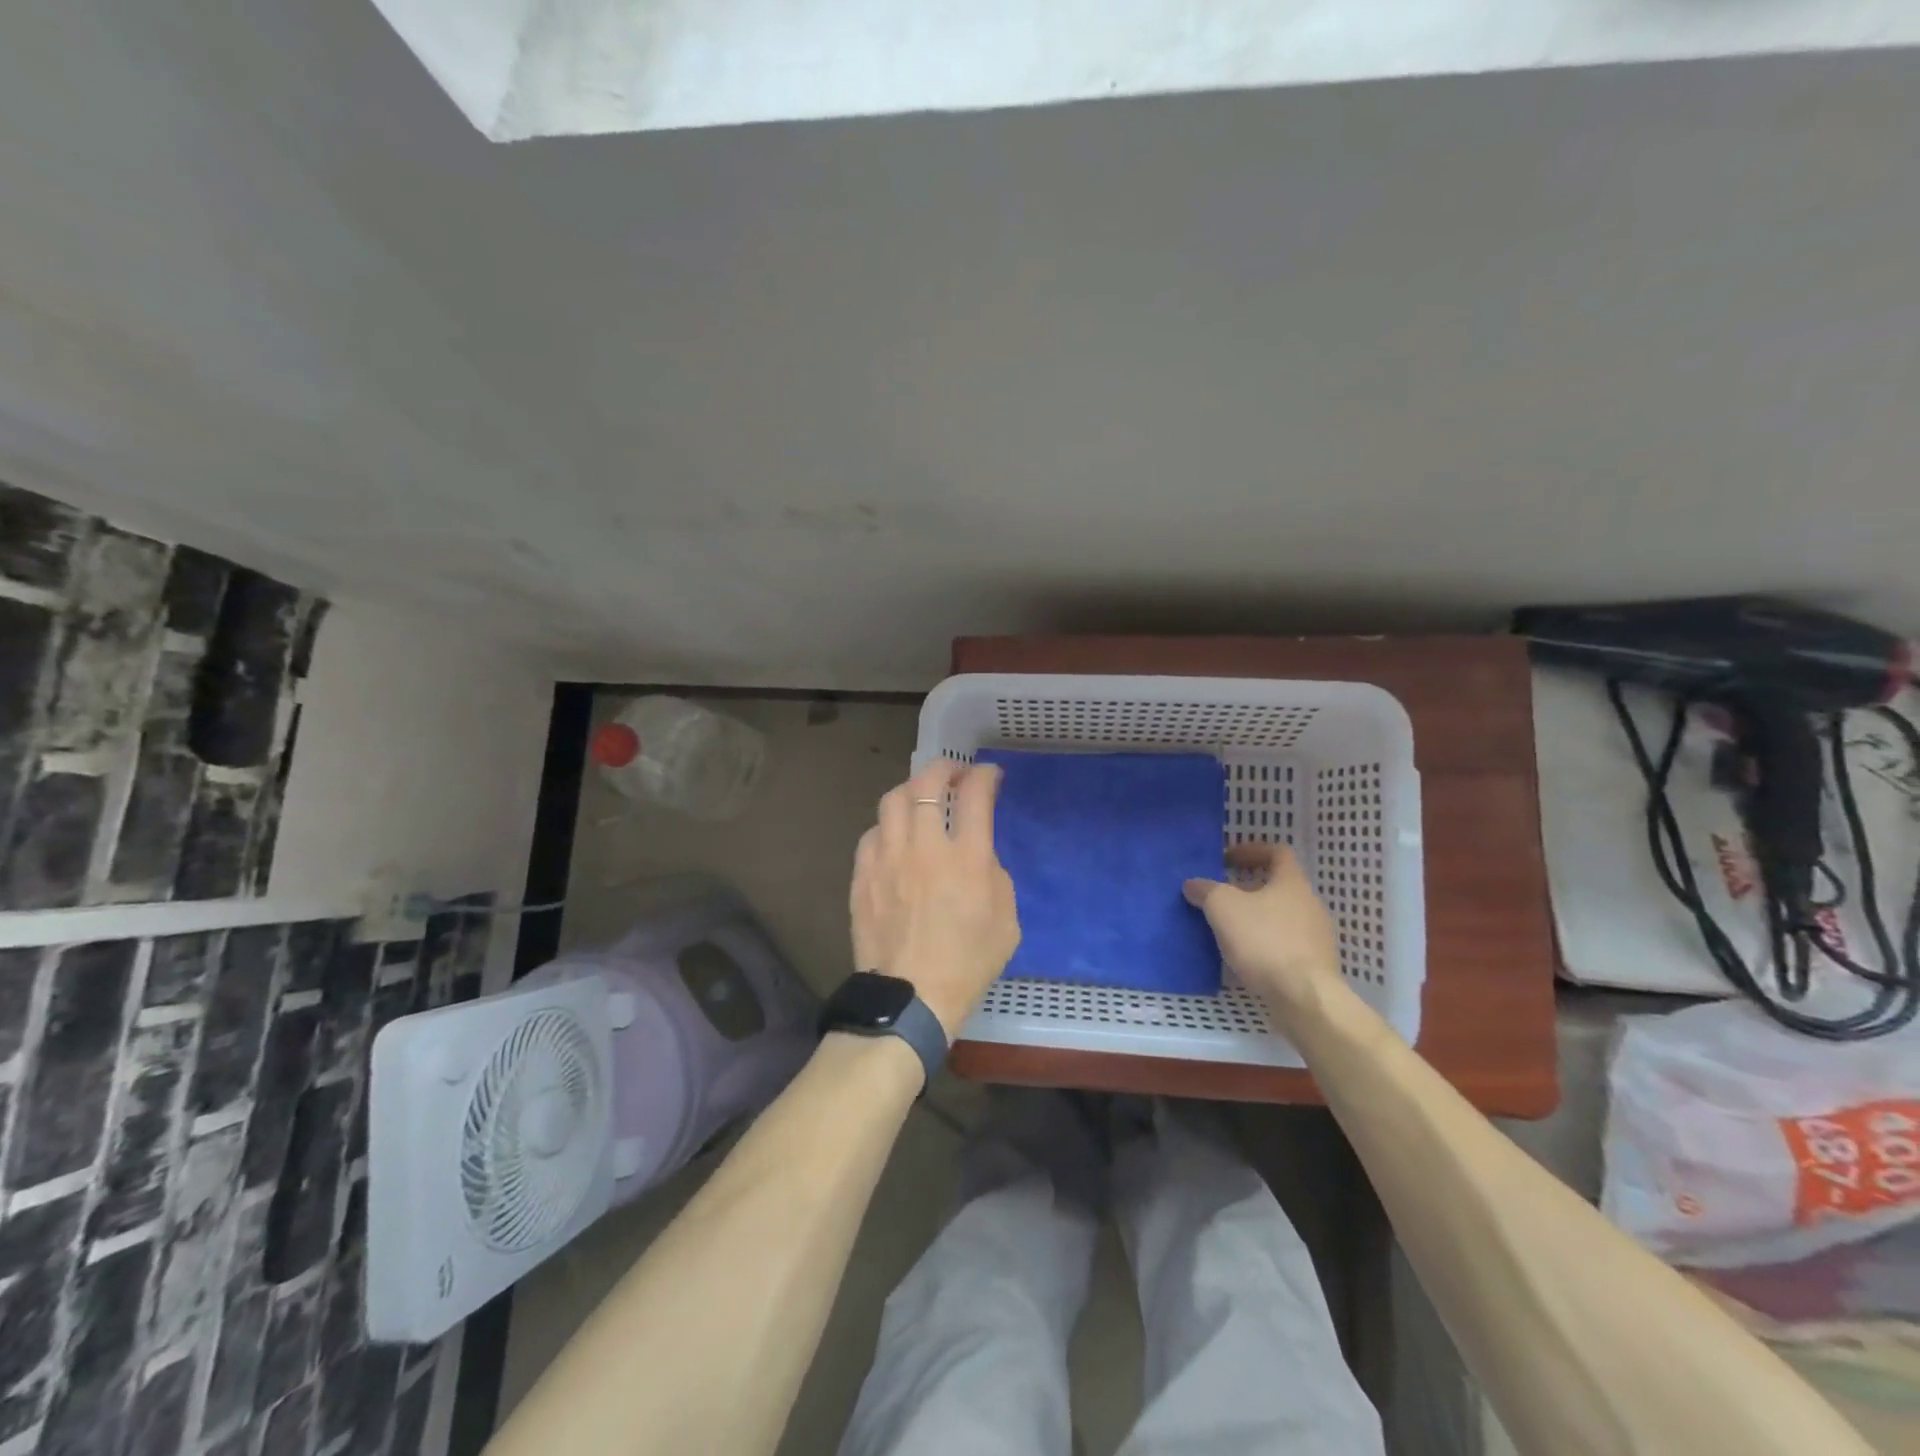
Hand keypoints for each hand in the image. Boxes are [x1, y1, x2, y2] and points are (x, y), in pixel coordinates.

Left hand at [851, 759, 1019, 1036]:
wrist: (911, 998)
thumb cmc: (967, 963)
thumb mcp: (1006, 920)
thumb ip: (993, 874)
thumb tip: (977, 854)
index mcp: (965, 858)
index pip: (975, 795)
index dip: (984, 776)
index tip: (988, 775)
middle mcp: (924, 848)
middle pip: (926, 785)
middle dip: (944, 768)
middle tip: (954, 772)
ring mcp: (887, 859)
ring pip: (892, 801)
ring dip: (912, 791)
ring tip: (921, 798)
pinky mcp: (863, 876)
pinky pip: (872, 834)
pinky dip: (888, 826)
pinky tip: (895, 837)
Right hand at [1183, 843, 1342, 1025]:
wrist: (1304, 997)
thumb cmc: (1264, 940)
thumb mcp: (1223, 907)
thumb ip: (1205, 890)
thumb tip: (1193, 884)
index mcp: (1292, 882)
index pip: (1278, 853)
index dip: (1251, 851)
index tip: (1226, 860)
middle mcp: (1309, 904)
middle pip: (1278, 886)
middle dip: (1248, 888)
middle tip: (1221, 896)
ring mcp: (1315, 937)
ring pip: (1281, 917)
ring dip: (1255, 918)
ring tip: (1228, 929)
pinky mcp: (1314, 965)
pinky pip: (1284, 945)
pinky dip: (1264, 944)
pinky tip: (1244, 958)